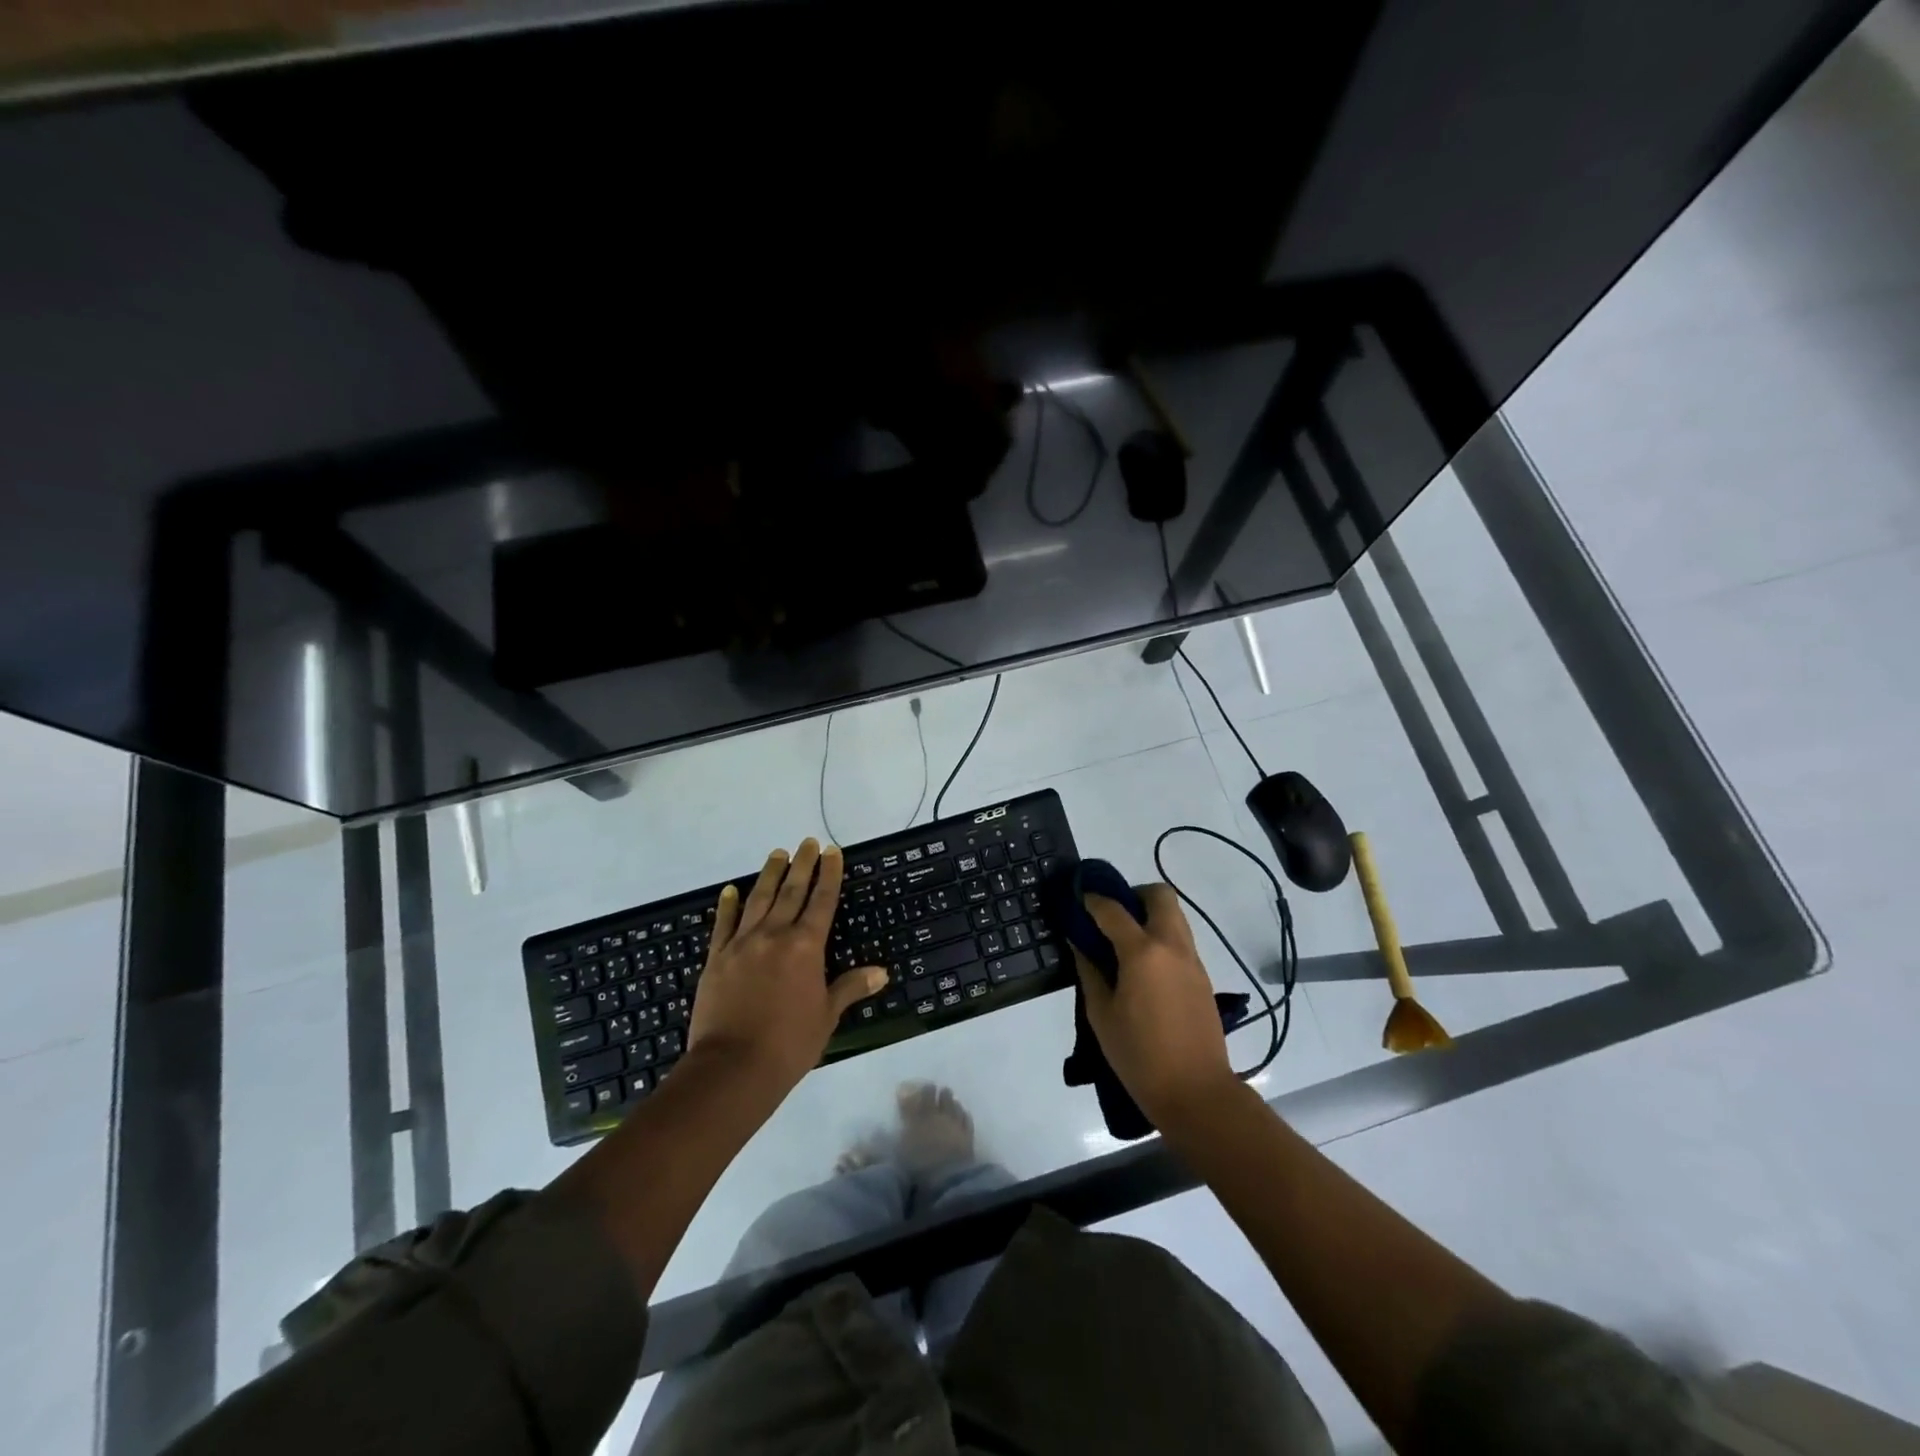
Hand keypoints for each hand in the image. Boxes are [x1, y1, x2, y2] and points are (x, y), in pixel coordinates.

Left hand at [687, 839, 886, 1096]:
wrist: (732, 1068)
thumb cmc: (789, 1044)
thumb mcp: (826, 1016)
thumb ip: (850, 988)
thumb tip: (881, 972)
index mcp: (806, 947)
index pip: (822, 901)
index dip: (829, 874)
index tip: (832, 851)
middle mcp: (774, 935)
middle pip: (791, 891)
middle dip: (802, 865)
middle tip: (807, 842)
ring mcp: (742, 944)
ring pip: (758, 899)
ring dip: (769, 874)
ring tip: (777, 853)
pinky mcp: (716, 958)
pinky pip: (724, 924)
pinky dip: (728, 905)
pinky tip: (730, 890)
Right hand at [1072, 885, 1237, 1132]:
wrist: (1196, 1092)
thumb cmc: (1139, 1055)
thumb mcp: (1101, 1014)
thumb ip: (1089, 970)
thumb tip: (1079, 942)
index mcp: (1143, 952)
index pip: (1113, 909)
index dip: (1092, 899)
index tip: (1078, 896)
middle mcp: (1172, 946)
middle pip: (1159, 895)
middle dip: (1134, 894)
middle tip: (1111, 915)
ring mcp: (1192, 960)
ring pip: (1175, 915)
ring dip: (1150, 914)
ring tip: (1124, 940)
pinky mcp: (1202, 977)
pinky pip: (1181, 940)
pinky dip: (1161, 937)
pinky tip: (1143, 966)